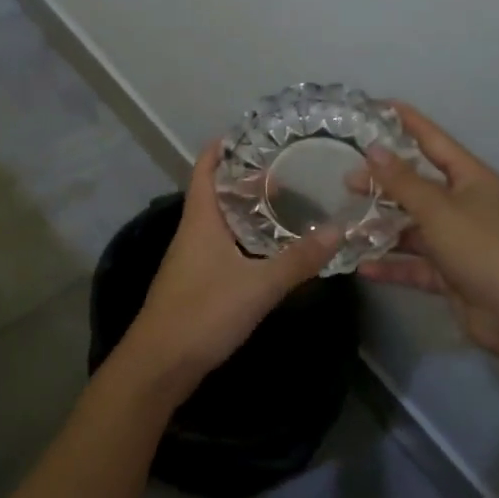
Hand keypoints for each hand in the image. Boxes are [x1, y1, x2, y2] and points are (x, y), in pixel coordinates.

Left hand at [120, 141, 340, 396]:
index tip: (250, 132)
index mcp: (200, 220)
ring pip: (219, 221)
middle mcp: (192, 232)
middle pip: (215, 192)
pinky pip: (220, 245)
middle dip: (243, 178)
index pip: (205, 169)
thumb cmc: (204, 313)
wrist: (159, 364)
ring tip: (281, 201)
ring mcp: (190, 258)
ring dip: (244, 208)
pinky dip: (242, 236)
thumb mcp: (258, 285)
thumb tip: (338, 230)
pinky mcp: (195, 282)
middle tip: (282, 168)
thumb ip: (298, 260)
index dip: (222, 148)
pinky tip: (265, 248)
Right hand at [361, 103, 498, 378]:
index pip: (434, 141)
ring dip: (383, 227)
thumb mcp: (438, 210)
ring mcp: (458, 240)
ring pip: (413, 226)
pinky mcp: (451, 273)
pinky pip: (415, 263)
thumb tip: (374, 149)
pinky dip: (392, 264)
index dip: (408, 122)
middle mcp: (466, 205)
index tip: (379, 107)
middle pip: (418, 185)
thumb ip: (402, 181)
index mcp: (471, 179)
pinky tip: (363, 267)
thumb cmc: (482, 249)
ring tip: (347, 224)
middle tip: (347, 181)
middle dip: (384, 183)